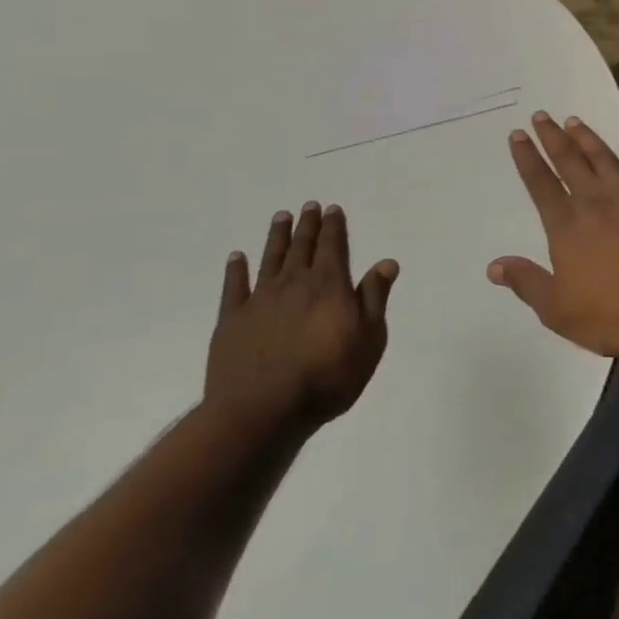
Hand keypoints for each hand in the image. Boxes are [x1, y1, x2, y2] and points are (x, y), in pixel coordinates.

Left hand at [204, 202, 396, 439]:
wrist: (262, 412)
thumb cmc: (327, 377)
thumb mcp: (369, 340)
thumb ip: (375, 298)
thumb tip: (386, 262)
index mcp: (330, 285)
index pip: (333, 247)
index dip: (334, 227)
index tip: (333, 209)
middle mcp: (295, 284)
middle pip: (302, 247)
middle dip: (308, 225)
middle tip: (309, 205)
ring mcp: (260, 300)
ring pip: (271, 259)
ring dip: (277, 237)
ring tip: (281, 216)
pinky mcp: (232, 321)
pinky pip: (234, 287)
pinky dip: (236, 269)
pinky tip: (237, 257)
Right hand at [490, 112, 618, 358]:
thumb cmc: (612, 313)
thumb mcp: (557, 309)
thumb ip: (527, 283)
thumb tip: (495, 265)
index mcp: (566, 225)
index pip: (540, 184)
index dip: (527, 158)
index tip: (518, 135)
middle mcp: (595, 202)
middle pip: (569, 161)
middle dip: (552, 137)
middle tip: (542, 115)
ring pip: (603, 158)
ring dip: (587, 138)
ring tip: (574, 121)